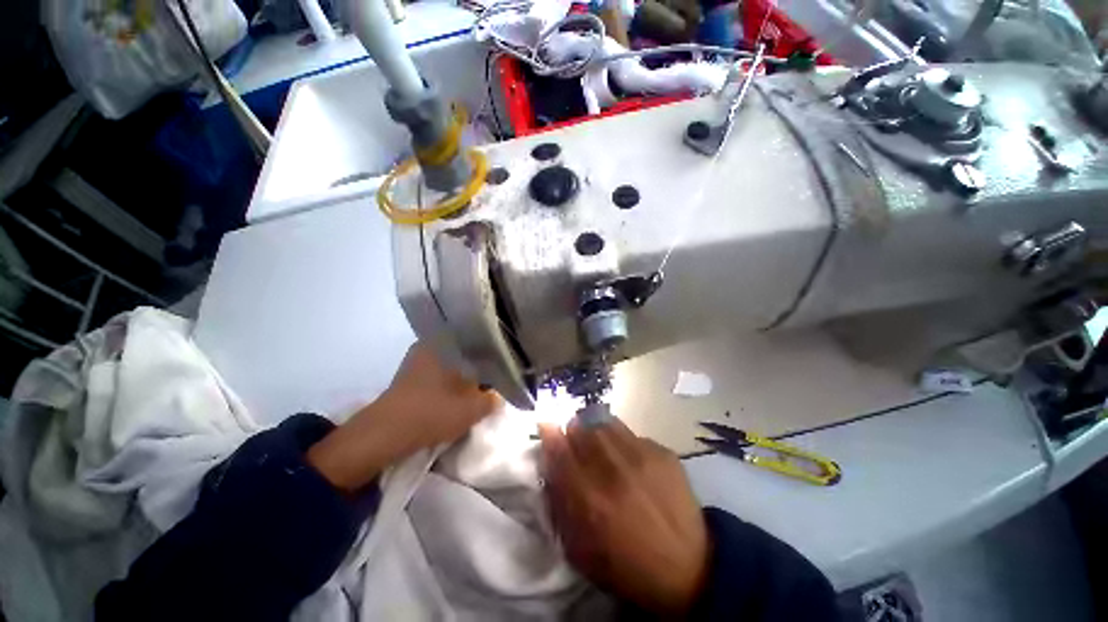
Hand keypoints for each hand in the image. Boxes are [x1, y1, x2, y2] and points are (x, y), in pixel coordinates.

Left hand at [308, 342, 500, 492]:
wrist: (384, 435)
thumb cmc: (432, 413)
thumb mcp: (473, 409)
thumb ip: (493, 399)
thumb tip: (498, 395)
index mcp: (446, 342)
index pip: (478, 340)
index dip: (495, 354)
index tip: (505, 366)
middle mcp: (430, 344)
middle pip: (465, 351)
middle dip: (480, 364)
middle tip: (495, 378)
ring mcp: (417, 360)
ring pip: (452, 362)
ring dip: (465, 374)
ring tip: (481, 386)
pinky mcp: (409, 376)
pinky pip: (439, 372)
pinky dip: (451, 381)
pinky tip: (459, 393)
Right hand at [538, 418, 709, 615]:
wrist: (689, 570)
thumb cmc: (626, 566)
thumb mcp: (579, 550)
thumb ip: (559, 503)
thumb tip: (551, 463)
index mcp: (589, 499)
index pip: (559, 450)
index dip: (549, 433)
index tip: (546, 426)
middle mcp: (613, 470)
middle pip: (582, 427)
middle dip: (574, 431)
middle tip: (577, 442)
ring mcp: (641, 456)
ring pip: (606, 422)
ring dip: (596, 430)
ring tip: (602, 445)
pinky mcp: (663, 452)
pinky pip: (632, 433)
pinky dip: (623, 441)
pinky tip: (631, 461)